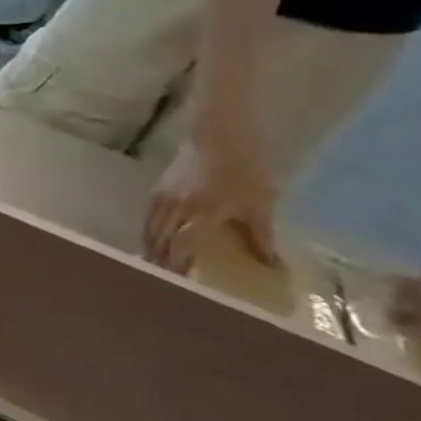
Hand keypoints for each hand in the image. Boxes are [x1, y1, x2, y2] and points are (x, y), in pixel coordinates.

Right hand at [144, 136, 277, 272]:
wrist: (220, 135)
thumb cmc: (245, 168)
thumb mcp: (260, 203)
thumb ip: (261, 235)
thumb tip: (272, 265)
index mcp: (199, 214)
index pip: (181, 248)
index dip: (177, 267)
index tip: (177, 285)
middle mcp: (174, 209)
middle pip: (158, 241)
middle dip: (158, 260)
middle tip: (161, 279)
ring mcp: (162, 199)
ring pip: (149, 230)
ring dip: (150, 248)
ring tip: (153, 263)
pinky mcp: (158, 191)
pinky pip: (149, 218)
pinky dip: (150, 232)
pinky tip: (156, 239)